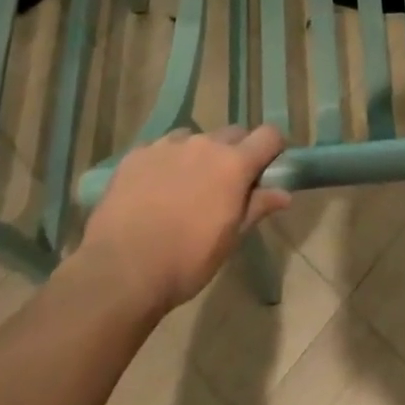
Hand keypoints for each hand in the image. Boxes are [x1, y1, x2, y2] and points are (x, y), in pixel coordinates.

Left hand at [80, 126, 292, 314]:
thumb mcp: (230, 240)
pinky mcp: (137, 153)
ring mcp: (168, 145)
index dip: (272, 147)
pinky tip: (152, 191)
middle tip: (225, 185)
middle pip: (232, 134)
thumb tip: (284, 193)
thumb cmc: (186, 261)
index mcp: (233, 164)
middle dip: (235, 153)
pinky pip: (160, 149)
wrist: (121, 270)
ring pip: (194, 139)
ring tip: (184, 188)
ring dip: (198, 156)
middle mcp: (204, 144)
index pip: (268, 135)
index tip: (268, 166)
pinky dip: (165, 163)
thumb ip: (257, 208)